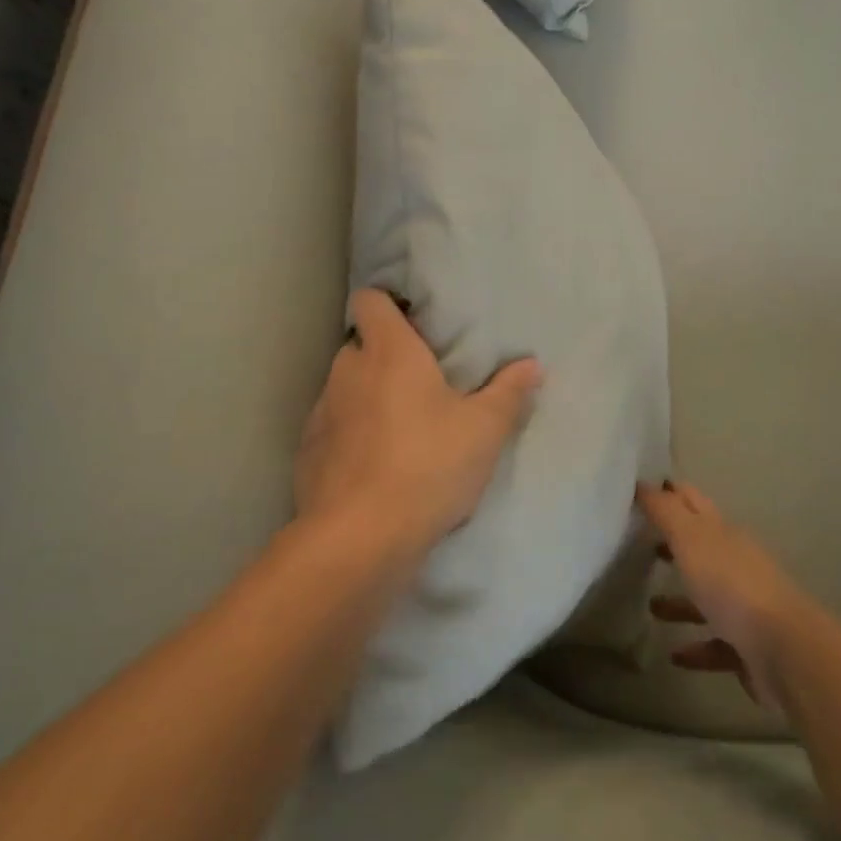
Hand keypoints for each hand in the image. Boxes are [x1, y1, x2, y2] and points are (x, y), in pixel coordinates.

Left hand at [294, 289, 541, 557]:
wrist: (359, 539)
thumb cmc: (428, 465)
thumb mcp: (484, 430)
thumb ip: (508, 392)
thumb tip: (532, 364)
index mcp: (389, 352)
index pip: (371, 301)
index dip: (388, 304)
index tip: (414, 323)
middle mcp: (348, 372)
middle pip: (361, 346)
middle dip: (385, 357)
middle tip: (421, 382)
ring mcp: (321, 413)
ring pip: (345, 389)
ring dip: (367, 398)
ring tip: (400, 428)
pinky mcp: (308, 454)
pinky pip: (332, 429)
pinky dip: (350, 437)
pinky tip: (375, 466)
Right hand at [637, 480, 814, 713]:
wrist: (784, 650)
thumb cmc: (731, 585)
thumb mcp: (691, 539)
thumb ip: (665, 512)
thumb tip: (642, 482)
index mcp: (724, 533)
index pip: (693, 502)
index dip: (670, 493)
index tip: (643, 488)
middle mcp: (736, 563)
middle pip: (701, 548)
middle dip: (674, 543)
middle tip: (640, 542)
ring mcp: (745, 606)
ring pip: (707, 597)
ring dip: (681, 601)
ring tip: (651, 606)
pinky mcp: (748, 647)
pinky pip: (716, 643)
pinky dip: (696, 647)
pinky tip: (675, 655)